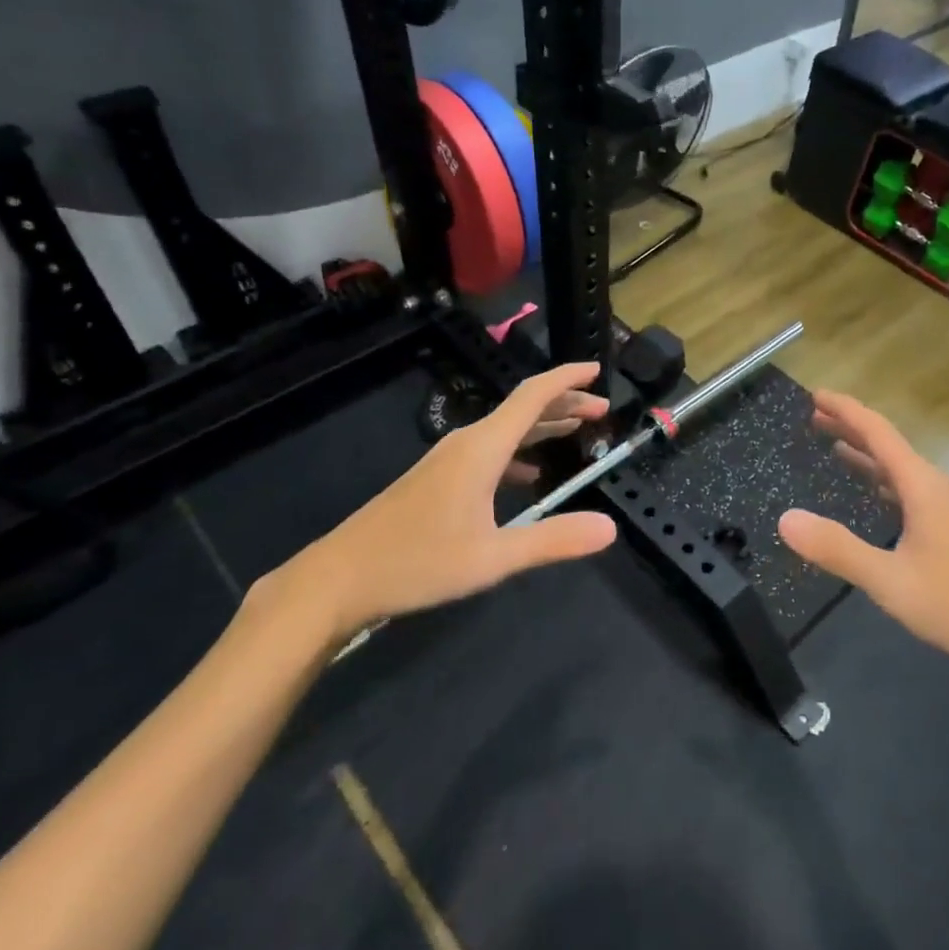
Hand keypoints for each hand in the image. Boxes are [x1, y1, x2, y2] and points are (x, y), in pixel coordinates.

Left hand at [276, 363, 617, 641]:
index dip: (566, 379)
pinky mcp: (437, 479)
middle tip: (601, 409)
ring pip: (505, 430)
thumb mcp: (493, 557)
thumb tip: (610, 528)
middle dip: (564, 403)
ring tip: (577, 430)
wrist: (337, 579)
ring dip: (543, 426)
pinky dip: (519, 451)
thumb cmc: (417, 563)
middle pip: (522, 409)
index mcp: (482, 448)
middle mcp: (467, 443)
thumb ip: (553, 540)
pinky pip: (489, 450)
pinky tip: (530, 475)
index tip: (596, 370)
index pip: (532, 396)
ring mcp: (448, 460)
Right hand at [777, 391, 948, 673]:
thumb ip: (837, 549)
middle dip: (852, 428)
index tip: (815, 394)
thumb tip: (785, 519)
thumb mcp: (889, 581)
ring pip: (902, 469)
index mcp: (922, 486)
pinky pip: (912, 490)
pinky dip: (885, 481)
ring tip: (836, 448)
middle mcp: (938, 487)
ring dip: (868, 455)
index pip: (878, 432)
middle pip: (890, 445)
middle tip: (815, 416)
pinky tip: (878, 497)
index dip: (845, 410)